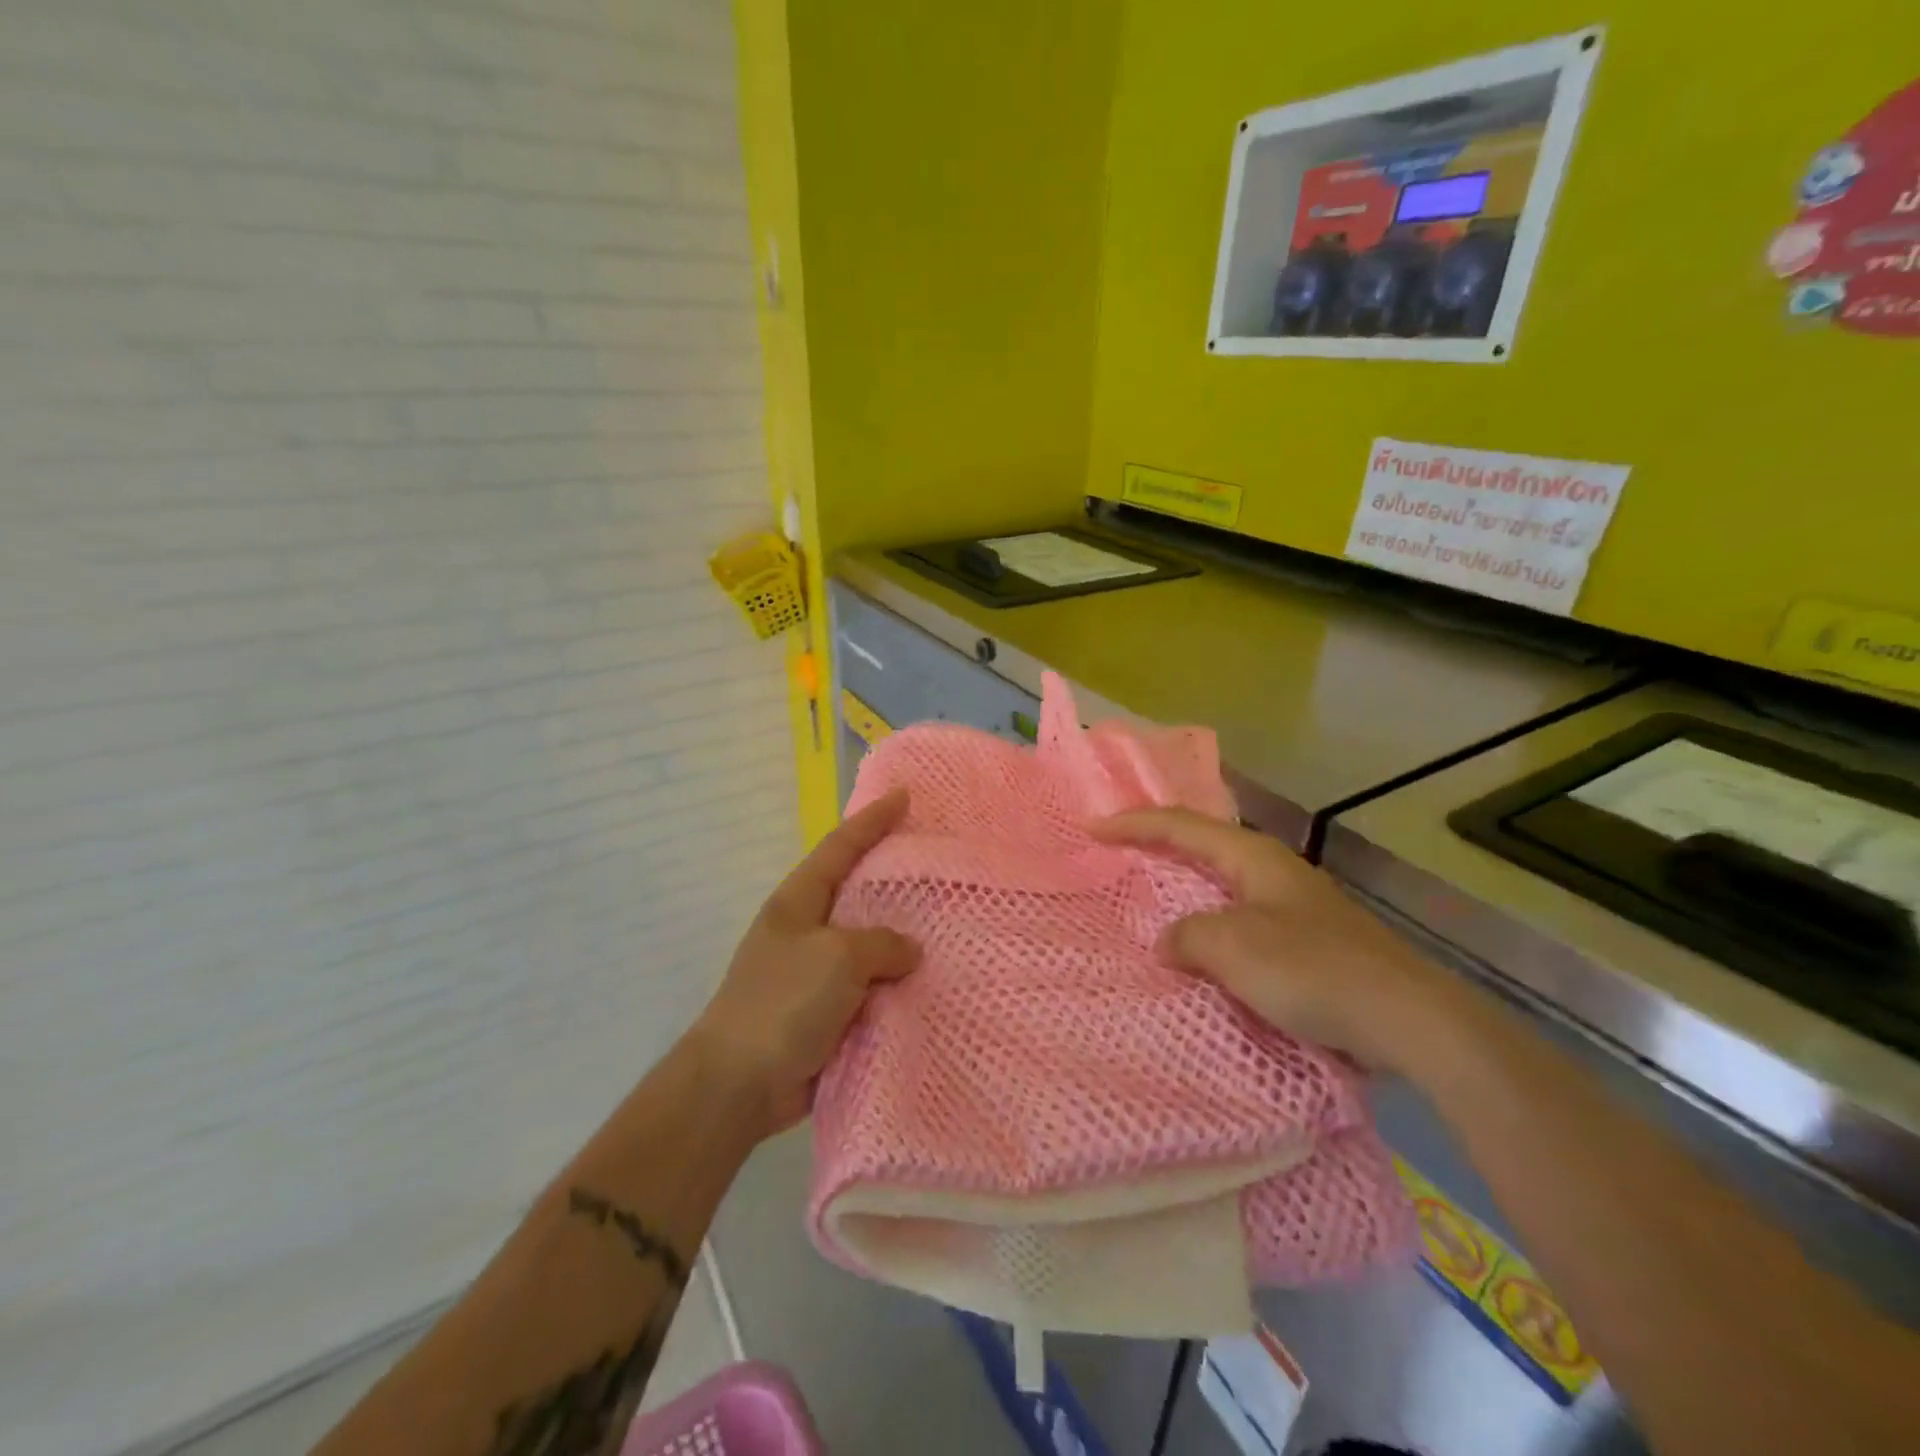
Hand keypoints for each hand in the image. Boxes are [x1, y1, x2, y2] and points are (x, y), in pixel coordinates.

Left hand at [691, 790, 918, 1137]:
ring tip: (949, 921)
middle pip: (858, 891)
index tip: (904, 795)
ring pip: (870, 943)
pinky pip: (872, 986)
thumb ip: (881, 944)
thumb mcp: (837, 957)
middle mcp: (808, 929)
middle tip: (938, 860)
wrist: (739, 1084)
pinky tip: (932, 981)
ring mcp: (817, 972)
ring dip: (903, 936)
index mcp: (799, 901)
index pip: (840, 847)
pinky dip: (898, 982)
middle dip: (894, 875)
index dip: (872, 820)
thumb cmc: (783, 1003)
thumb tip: (909, 951)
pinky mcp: (829, 1011)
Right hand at [1094, 809, 1467, 1074]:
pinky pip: (1240, 920)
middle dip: (1159, 845)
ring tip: (1152, 896)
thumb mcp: (1233, 947)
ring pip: (1222, 885)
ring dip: (1185, 888)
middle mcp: (1272, 870)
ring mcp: (1293, 905)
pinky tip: (1202, 947)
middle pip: (1203, 845)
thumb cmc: (1311, 969)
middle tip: (1119, 851)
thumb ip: (1188, 936)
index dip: (1135, 823)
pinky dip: (1210, 924)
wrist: (1407, 1017)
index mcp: (1253, 857)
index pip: (1181, 826)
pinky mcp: (1306, 941)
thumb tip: (1170, 942)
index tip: (1094, 829)